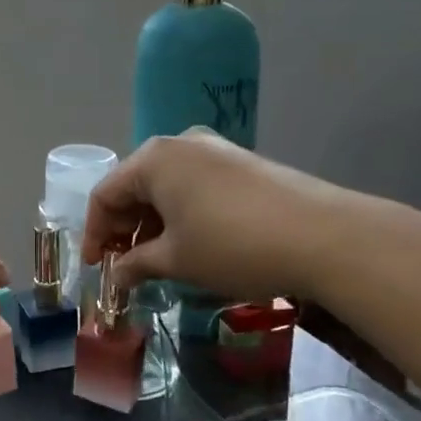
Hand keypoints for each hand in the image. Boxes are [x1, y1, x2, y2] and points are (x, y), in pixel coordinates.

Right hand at [81, 130, 349, 301]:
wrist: (326, 237)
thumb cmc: (232, 245)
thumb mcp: (176, 260)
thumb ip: (136, 264)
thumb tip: (116, 276)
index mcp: (153, 159)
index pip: (105, 194)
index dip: (95, 234)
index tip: (96, 268)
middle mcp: (179, 144)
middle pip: (134, 186)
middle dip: (124, 228)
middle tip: (124, 266)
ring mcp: (215, 150)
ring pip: (166, 186)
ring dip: (153, 223)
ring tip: (157, 260)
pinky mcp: (242, 163)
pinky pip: (195, 186)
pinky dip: (182, 214)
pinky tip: (192, 243)